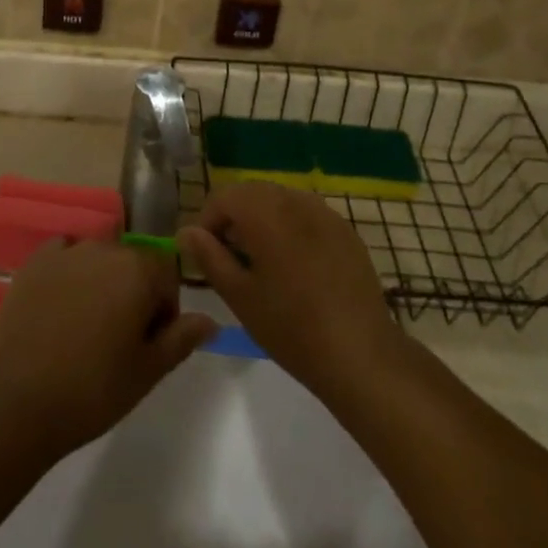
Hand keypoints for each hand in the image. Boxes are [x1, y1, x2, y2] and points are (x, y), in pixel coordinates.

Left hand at [0, 240, 215, 454]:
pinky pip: (63, 256)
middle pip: (133, 263)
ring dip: (102, 282)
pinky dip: (69, 273)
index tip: (150, 344)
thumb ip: (181, 339)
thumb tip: (210, 320)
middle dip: (134, 292)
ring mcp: (66, 251)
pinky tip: (59, 307)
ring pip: (98, 259)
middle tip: (119, 340)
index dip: (164, 309)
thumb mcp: (147, 372)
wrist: (16, 401)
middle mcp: (105, 248)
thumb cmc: (92, 390)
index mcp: (138, 270)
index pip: (167, 275)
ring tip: (87, 326)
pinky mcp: (34, 262)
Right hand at [178, 183, 396, 394]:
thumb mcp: (240, 295)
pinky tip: (295, 267)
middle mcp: (294, 199)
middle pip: (252, 193)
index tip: (205, 255)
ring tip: (261, 263)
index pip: (222, 197)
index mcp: (265, 211)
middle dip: (234, 218)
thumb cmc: (291, 327)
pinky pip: (307, 215)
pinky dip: (291, 228)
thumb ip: (209, 257)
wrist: (360, 353)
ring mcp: (324, 212)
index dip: (206, 222)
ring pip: (280, 201)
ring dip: (262, 221)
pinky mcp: (345, 229)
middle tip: (229, 259)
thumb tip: (186, 232)